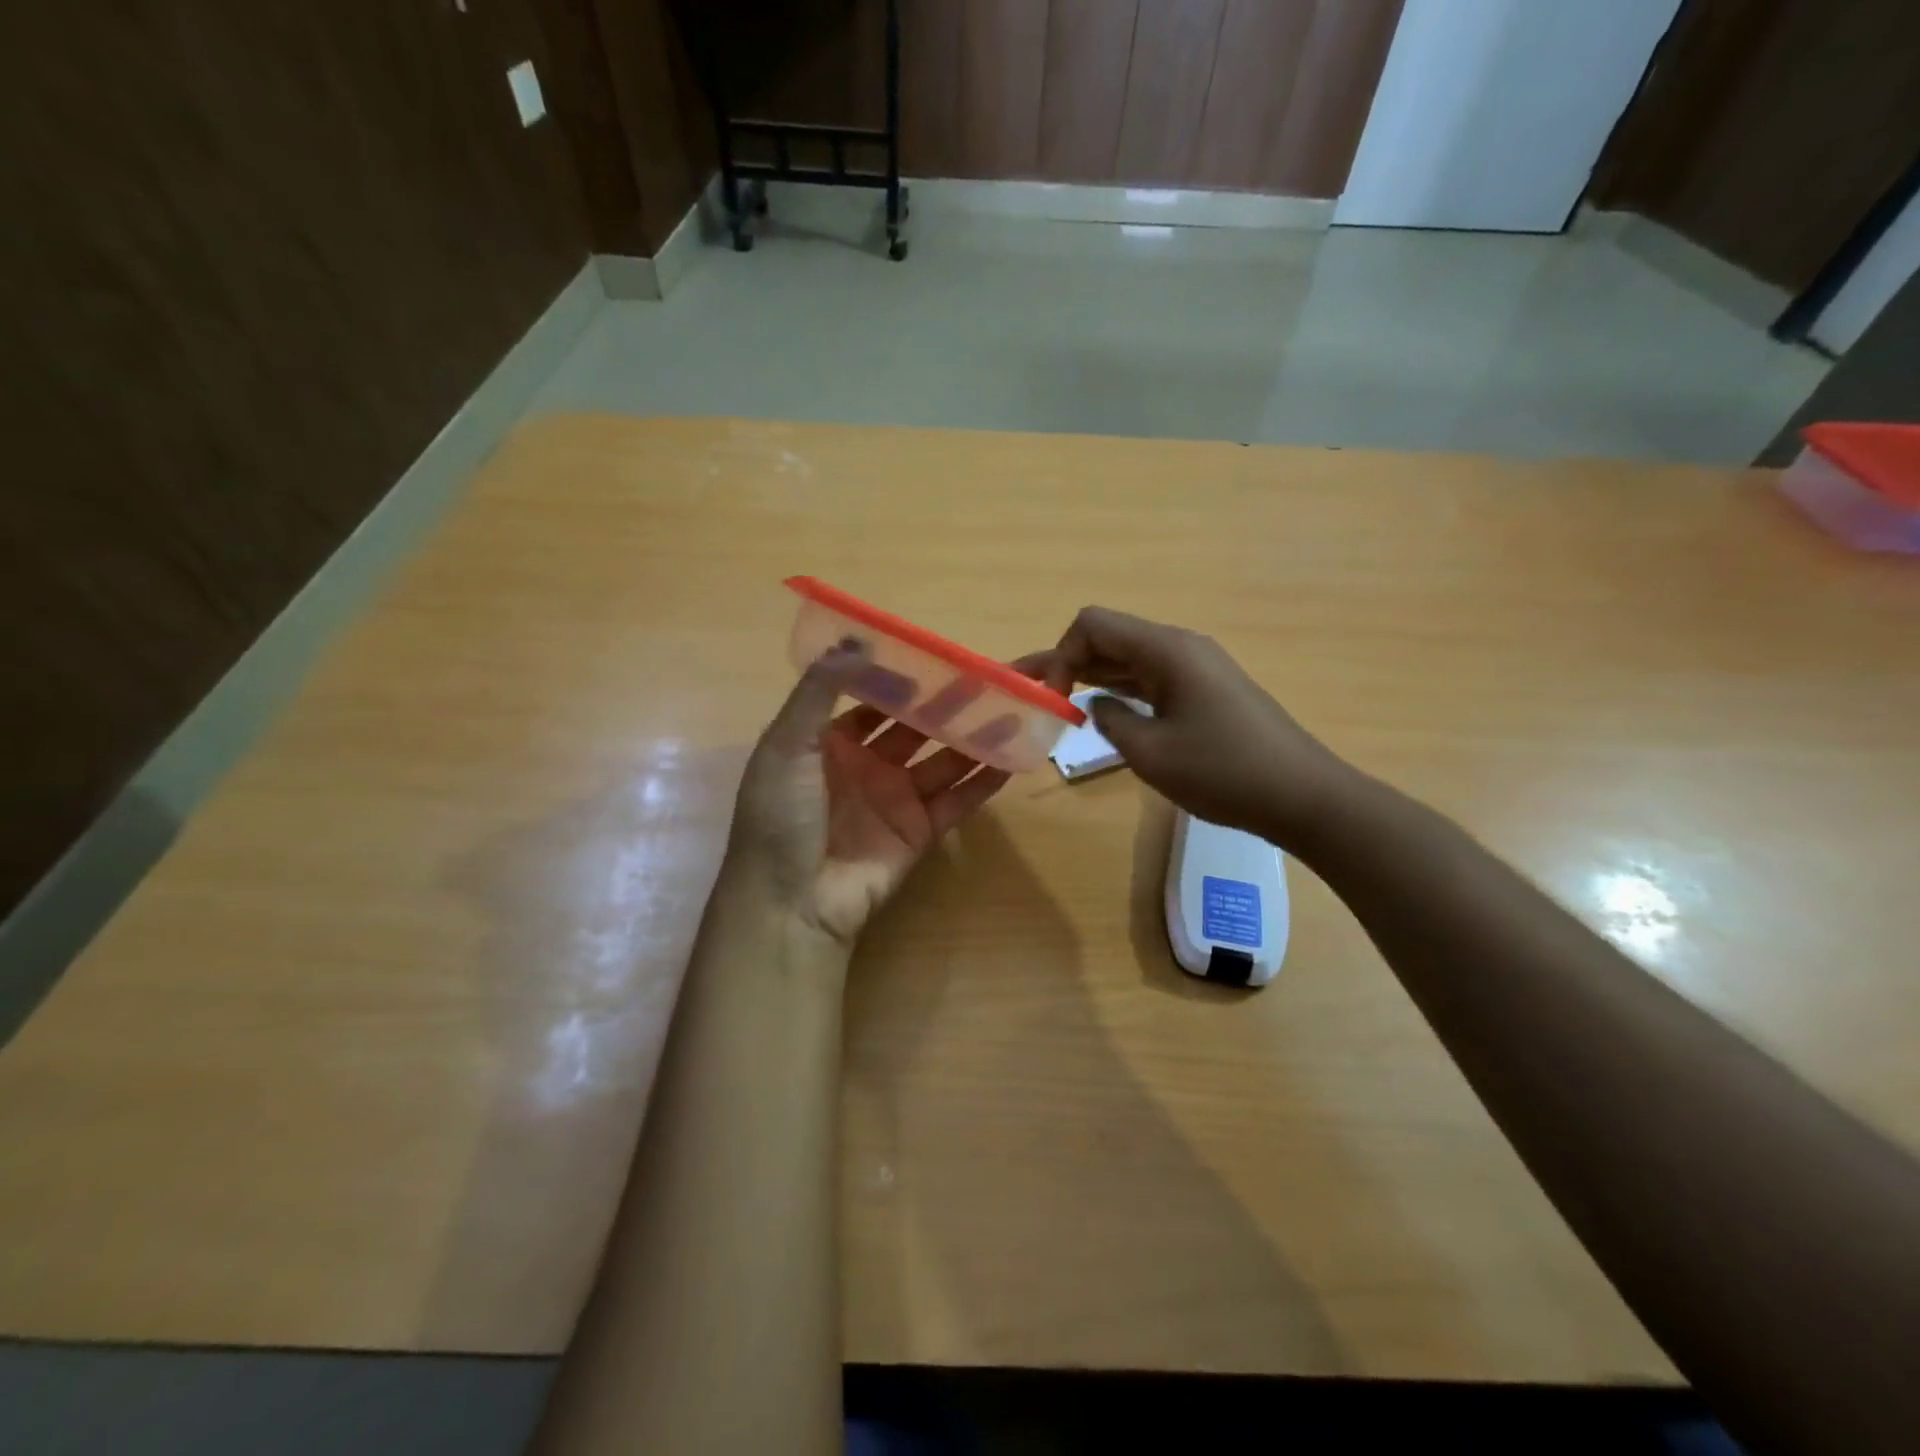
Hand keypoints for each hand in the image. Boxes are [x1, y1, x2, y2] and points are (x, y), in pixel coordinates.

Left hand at [729, 646, 1011, 944]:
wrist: (790, 904)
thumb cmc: (781, 817)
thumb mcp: (786, 746)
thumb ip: (819, 692)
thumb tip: (854, 640)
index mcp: (829, 742)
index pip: (874, 700)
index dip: (905, 678)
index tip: (941, 655)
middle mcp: (866, 766)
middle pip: (917, 726)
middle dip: (951, 702)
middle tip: (992, 676)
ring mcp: (896, 800)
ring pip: (944, 760)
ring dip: (977, 736)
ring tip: (1016, 708)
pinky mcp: (920, 833)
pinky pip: (958, 800)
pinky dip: (985, 781)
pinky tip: (1015, 757)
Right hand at [1031, 606, 1357, 848]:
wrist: (1301, 795)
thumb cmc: (1223, 772)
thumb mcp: (1151, 752)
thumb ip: (1111, 720)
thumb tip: (1096, 705)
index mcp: (1166, 650)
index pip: (1093, 625)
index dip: (1061, 655)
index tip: (1054, 700)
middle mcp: (1181, 647)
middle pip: (1110, 637)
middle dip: (1068, 661)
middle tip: (1032, 691)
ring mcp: (1198, 668)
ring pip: (1130, 658)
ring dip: (1094, 675)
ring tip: (1058, 699)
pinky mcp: (1207, 690)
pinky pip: (1152, 677)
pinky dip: (1123, 689)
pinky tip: (1106, 710)